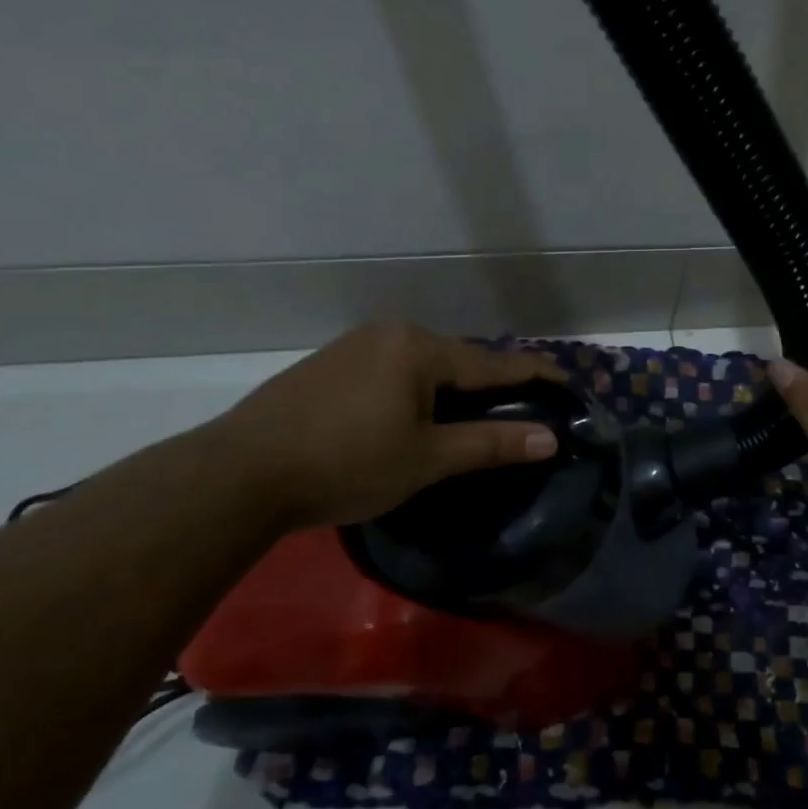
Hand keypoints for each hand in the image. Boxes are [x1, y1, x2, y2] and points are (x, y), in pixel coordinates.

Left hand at [211, 322, 563, 528]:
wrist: (240, 473)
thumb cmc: (345, 463)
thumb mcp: (426, 458)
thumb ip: (490, 444)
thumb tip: (549, 438)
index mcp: (418, 348)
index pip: (492, 362)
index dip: (534, 374)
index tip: (567, 382)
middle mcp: (388, 335)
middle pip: (457, 360)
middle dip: (490, 385)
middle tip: (519, 411)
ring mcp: (353, 348)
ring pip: (422, 367)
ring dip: (450, 391)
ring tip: (470, 419)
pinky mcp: (328, 368)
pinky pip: (391, 373)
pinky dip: (415, 393)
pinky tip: (412, 418)